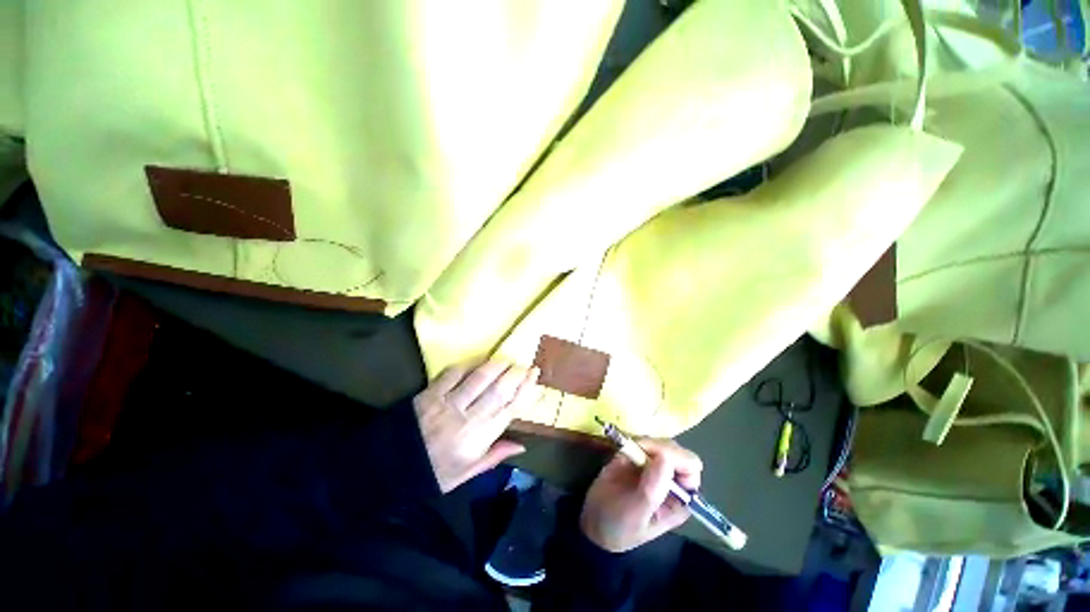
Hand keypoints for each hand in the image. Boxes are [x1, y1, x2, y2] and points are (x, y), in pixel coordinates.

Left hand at [413, 360, 539, 492]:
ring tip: (505, 359)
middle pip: (499, 389)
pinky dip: (469, 363)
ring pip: (479, 377)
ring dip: (496, 365)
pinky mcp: (430, 393)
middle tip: (523, 363)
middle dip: (515, 373)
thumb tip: (522, 446)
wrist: (390, 469)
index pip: (510, 408)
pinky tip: (479, 360)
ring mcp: (448, 403)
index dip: (525, 388)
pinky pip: (453, 372)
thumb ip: (495, 456)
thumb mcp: (466, 474)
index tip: (534, 374)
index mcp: (478, 439)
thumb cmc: (434, 473)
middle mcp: (467, 418)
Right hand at [580, 439, 702, 552]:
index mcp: (680, 497)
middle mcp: (671, 479)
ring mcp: (654, 466)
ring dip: (644, 442)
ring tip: (626, 453)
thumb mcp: (636, 515)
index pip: (690, 466)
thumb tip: (665, 457)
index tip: (652, 455)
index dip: (675, 456)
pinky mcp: (637, 457)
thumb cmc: (620, 528)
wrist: (594, 524)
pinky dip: (632, 440)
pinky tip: (622, 450)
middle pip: (676, 450)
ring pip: (659, 442)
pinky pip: (641, 441)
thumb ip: (652, 489)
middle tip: (636, 448)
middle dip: (657, 446)